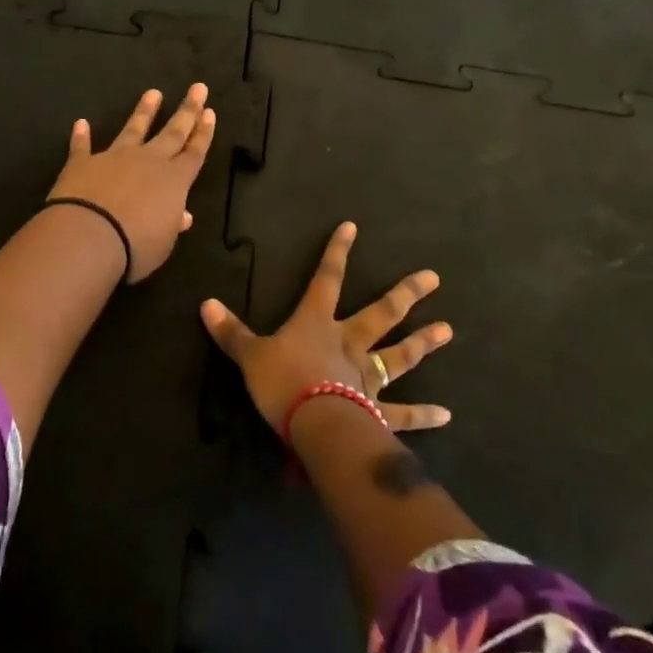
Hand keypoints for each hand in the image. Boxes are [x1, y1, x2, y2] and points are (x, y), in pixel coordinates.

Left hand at [46, 84, 215, 283]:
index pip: (194, 152)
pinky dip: (81, 136)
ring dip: (144, 111)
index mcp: (174, 180)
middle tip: (197, 88)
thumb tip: (183, 215)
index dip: (203, 132)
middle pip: (172, 132)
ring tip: (153, 93)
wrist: (89, 236)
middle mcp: (148, 161)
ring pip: (133, 129)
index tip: (209, 111)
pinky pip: (82, 146)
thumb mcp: (164, 242)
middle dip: (187, 110)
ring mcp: (114, 158)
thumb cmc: (136, 247)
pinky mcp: (83, 163)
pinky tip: (81, 123)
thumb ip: (172, 223)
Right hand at [200, 221, 452, 433]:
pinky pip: (404, 413)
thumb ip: (231, 332)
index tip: (352, 228)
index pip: (326, 279)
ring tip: (448, 330)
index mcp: (316, 323)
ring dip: (423, 343)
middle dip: (405, 295)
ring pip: (399, 355)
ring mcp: (367, 377)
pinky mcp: (378, 412)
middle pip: (381, 313)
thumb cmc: (283, 382)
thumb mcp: (249, 355)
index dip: (337, 253)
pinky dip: (423, 415)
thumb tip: (204, 303)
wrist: (315, 424)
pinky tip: (446, 414)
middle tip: (433, 279)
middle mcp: (348, 343)